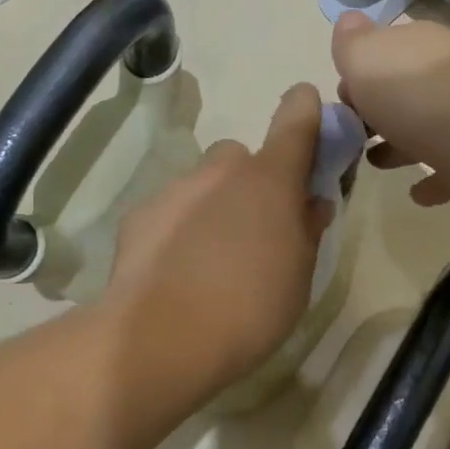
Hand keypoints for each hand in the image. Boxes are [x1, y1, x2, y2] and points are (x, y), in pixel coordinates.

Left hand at [103, 84, 331, 414]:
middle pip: (240, 158)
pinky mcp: (139, 214)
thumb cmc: (249, 310)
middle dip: (249, 183)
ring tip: (208, 261)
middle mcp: (221, 170)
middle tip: (252, 229)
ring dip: (211, 207)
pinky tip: (173, 271)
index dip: (305, 109)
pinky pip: (169, 210)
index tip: (307, 112)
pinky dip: (176, 229)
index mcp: (270, 180)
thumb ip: (306, 230)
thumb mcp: (298, 277)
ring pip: (201, 185)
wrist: (162, 338)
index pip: (296, 119)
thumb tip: (310, 203)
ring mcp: (175, 189)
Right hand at [332, 13, 449, 220]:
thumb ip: (351, 43)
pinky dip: (433, 179)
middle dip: (380, 111)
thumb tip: (349, 20)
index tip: (342, 101)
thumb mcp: (364, 57)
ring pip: (428, 129)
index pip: (386, 53)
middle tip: (354, 135)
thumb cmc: (412, 91)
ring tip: (375, 162)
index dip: (360, 76)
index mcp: (419, 46)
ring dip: (401, 145)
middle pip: (406, 91)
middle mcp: (447, 74)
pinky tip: (416, 192)